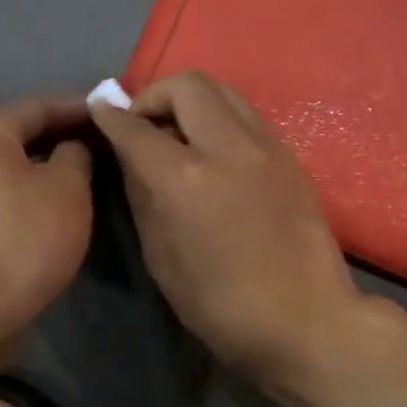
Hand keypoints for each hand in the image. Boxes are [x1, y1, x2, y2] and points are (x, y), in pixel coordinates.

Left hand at [0, 95, 94, 338]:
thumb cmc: (24, 238)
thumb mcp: (68, 188)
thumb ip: (76, 155)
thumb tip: (71, 150)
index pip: (39, 107)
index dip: (80, 109)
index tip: (113, 111)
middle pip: (21, 135)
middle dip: (64, 137)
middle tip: (106, 142)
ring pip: (11, 167)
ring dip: (47, 167)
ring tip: (89, 171)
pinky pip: (2, 194)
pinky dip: (30, 192)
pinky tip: (58, 203)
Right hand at [91, 72, 363, 391]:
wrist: (306, 321)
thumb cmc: (221, 306)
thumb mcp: (161, 259)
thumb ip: (142, 197)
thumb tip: (132, 159)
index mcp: (185, 179)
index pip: (136, 128)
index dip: (110, 115)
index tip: (100, 111)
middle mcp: (227, 148)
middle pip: (187, 85)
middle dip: (155, 96)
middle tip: (144, 124)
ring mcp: (266, 147)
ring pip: (223, 91)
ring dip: (191, 101)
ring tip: (179, 133)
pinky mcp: (290, 157)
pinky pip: (246, 116)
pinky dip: (219, 118)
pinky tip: (213, 152)